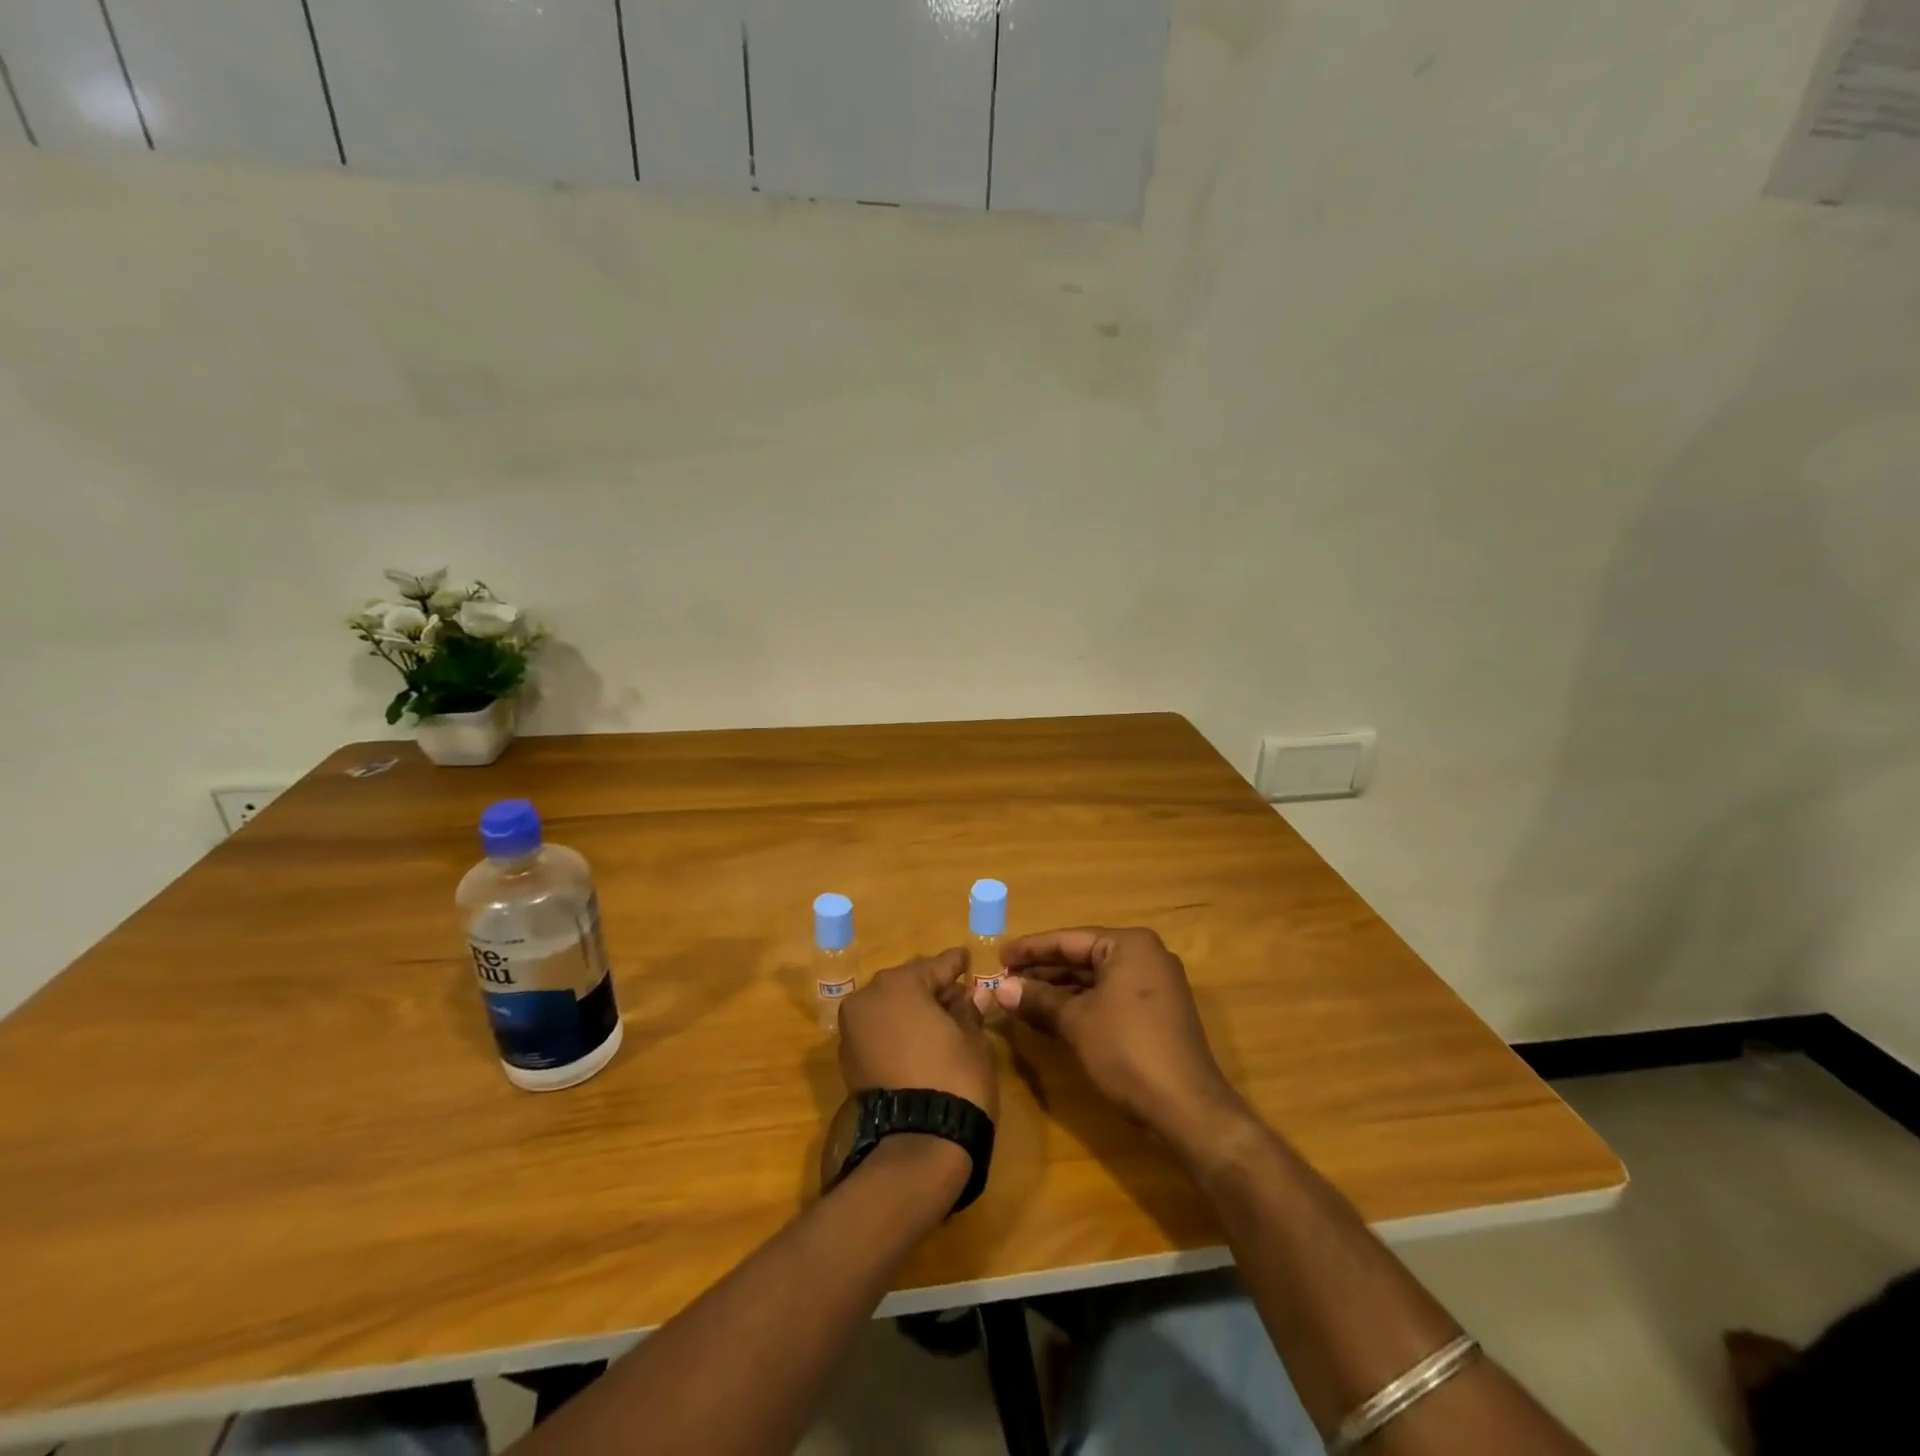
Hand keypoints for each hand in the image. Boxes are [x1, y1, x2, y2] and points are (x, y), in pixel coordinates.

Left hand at [839, 948, 998, 1120]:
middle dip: (932, 989)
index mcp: (898, 984)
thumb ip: (969, 1011)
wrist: (918, 1144)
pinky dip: (897, 1032)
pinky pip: (879, 1032)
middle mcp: (868, 999)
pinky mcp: (849, 1061)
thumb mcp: (973, 1039)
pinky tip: (920, 1040)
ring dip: (913, 1011)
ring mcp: (853, 1031)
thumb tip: (974, 996)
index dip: (955, 965)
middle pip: (907, 985)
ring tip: (942, 1019)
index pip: (935, 966)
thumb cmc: (954, 1077)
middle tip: (958, 994)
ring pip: (889, 1008)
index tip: (966, 959)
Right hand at [994, 927, 1240, 1148]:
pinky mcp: (1156, 1013)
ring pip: (1095, 980)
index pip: (1069, 940)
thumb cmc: (1127, 1051)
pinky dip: (1080, 1005)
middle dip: (1043, 971)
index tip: (999, 955)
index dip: (1031, 949)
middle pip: (1082, 957)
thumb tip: (1000, 988)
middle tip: (1004, 979)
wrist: (1187, 1108)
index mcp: (1129, 945)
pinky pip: (1109, 998)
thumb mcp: (1076, 1022)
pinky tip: (1050, 1017)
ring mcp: (1154, 985)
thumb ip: (1038, 999)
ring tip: (1019, 999)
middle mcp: (1145, 956)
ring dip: (1058, 991)